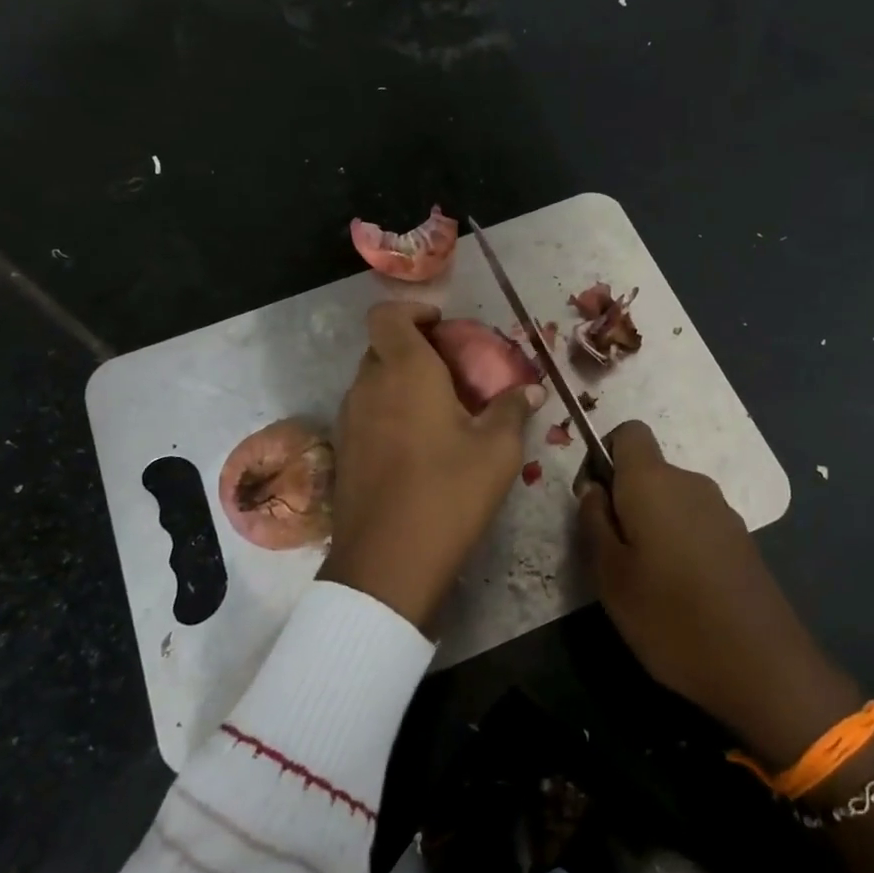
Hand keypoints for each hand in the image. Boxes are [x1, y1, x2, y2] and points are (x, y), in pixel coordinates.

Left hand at [319, 302, 543, 629]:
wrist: (388, 560)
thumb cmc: (448, 493)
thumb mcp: (496, 451)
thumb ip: (512, 410)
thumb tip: (531, 391)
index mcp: (405, 371)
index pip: (388, 315)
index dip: (412, 311)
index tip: (442, 327)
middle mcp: (368, 386)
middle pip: (381, 347)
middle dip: (412, 348)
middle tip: (451, 372)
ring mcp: (349, 419)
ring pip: (371, 381)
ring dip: (399, 382)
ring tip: (437, 410)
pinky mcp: (342, 451)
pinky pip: (364, 412)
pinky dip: (387, 412)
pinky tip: (415, 445)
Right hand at [579, 421, 873, 872]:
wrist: (763, 667)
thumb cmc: (670, 616)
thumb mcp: (609, 574)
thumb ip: (594, 521)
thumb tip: (594, 489)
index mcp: (654, 481)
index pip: (627, 432)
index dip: (603, 455)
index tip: (593, 500)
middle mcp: (691, 483)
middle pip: (647, 469)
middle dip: (623, 499)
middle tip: (610, 554)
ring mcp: (722, 511)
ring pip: (670, 499)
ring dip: (650, 523)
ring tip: (643, 579)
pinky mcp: (740, 539)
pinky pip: (695, 521)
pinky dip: (677, 541)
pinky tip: (678, 589)